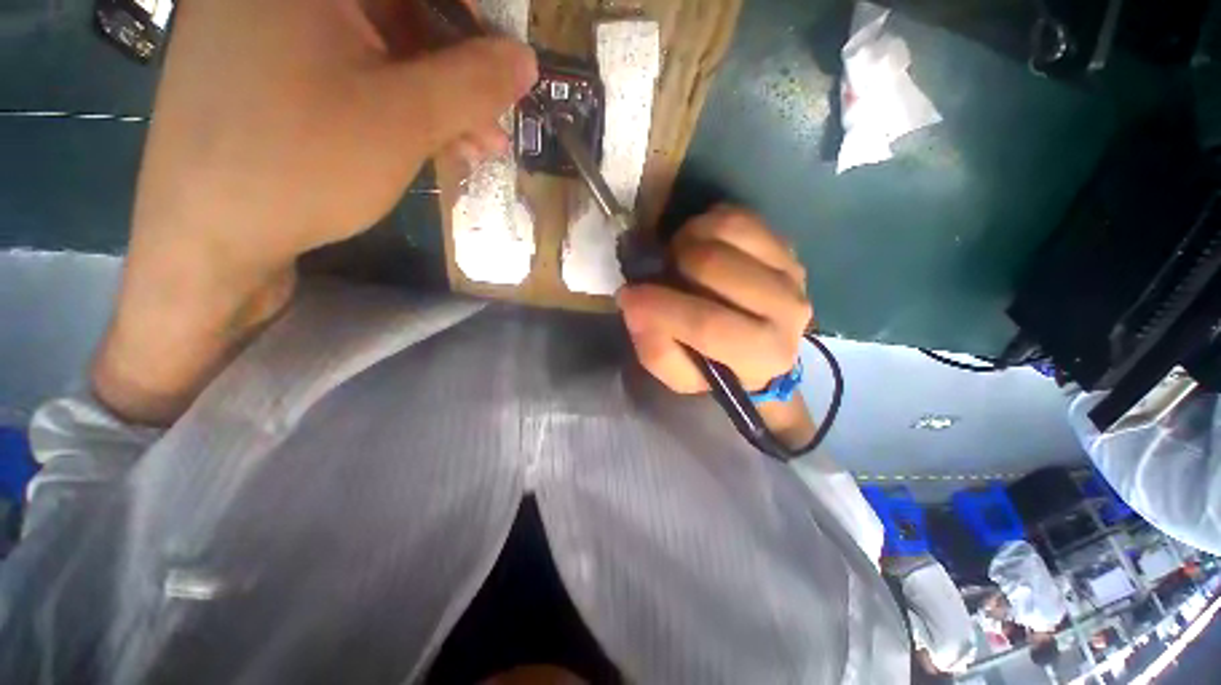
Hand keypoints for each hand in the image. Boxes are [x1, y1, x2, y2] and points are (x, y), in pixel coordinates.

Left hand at [95, 0, 536, 423]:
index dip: (472, 19)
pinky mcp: (262, 65)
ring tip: (474, 147)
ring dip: (433, 95)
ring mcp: (263, 23)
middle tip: (494, 122)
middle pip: (397, 10)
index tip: (505, 66)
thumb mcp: (404, 120)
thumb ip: (472, 83)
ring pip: (376, 44)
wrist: (205, 237)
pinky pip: (346, 67)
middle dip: (456, 69)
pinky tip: (428, 141)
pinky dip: (394, 101)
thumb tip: (525, 59)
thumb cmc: (301, 165)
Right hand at [616, 206, 812, 393]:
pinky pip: (737, 216)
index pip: (708, 324)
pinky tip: (699, 246)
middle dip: (673, 266)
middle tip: (661, 276)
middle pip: (714, 266)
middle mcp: (786, 310)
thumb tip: (633, 303)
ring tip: (679, 260)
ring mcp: (790, 271)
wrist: (760, 347)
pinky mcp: (784, 245)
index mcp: (761, 354)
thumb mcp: (679, 375)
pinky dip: (705, 224)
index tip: (628, 296)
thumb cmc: (714, 365)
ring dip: (688, 240)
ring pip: (726, 231)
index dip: (660, 307)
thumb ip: (656, 349)